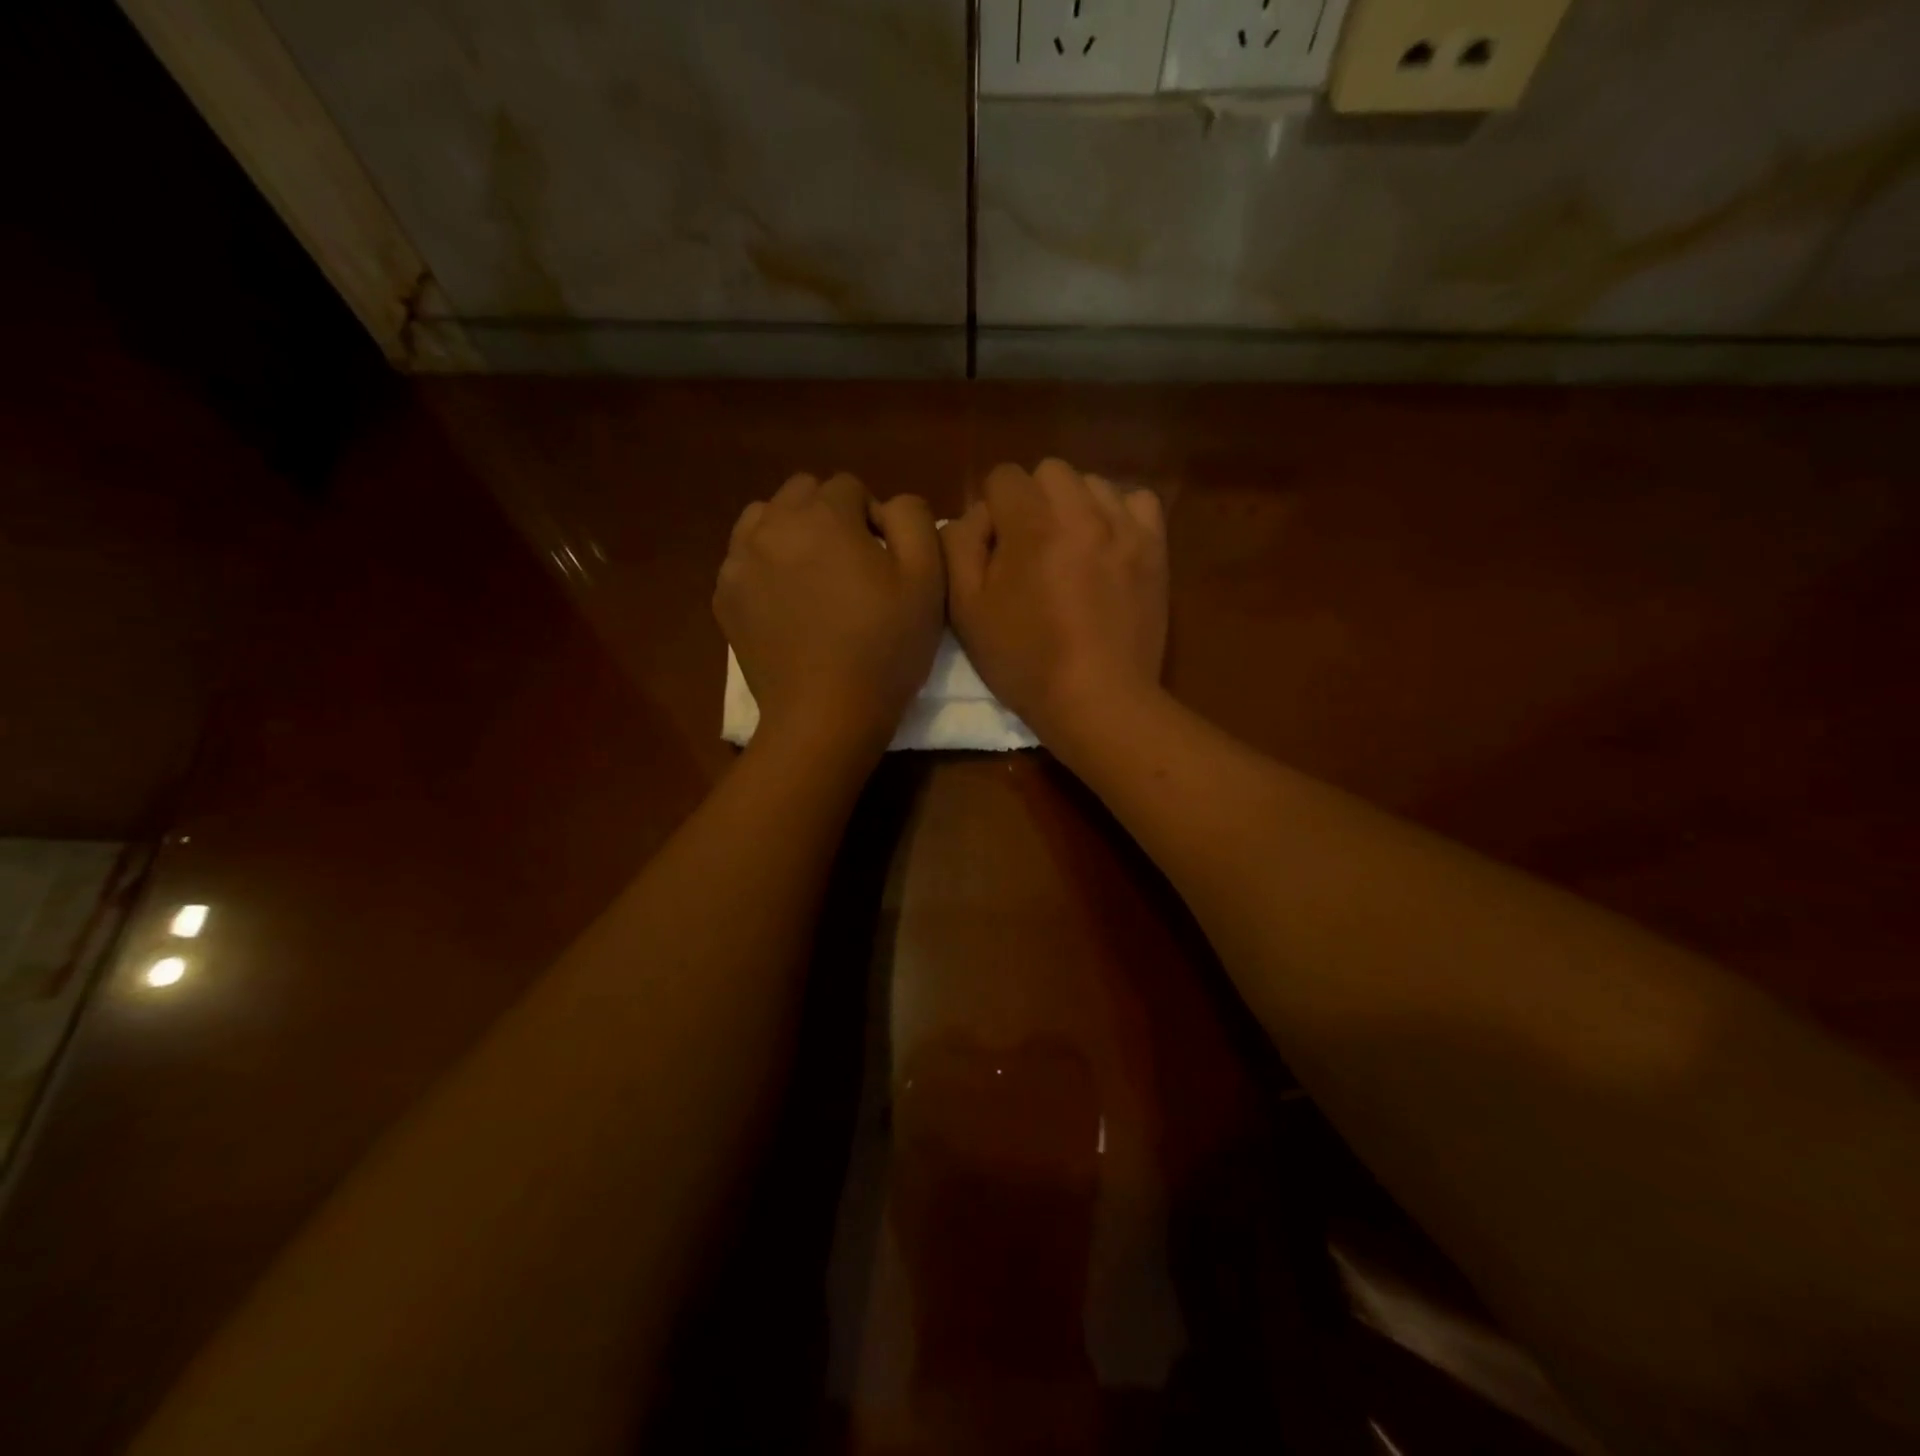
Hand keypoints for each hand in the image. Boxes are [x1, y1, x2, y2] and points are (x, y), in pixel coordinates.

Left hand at [716, 472, 944, 754]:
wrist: (825, 716)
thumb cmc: (884, 649)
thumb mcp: (927, 579)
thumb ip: (913, 519)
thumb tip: (888, 506)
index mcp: (824, 516)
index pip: (850, 486)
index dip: (873, 519)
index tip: (883, 562)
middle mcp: (773, 525)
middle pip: (802, 492)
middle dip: (829, 516)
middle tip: (849, 566)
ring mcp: (739, 561)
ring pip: (764, 518)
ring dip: (791, 532)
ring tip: (812, 576)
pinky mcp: (724, 596)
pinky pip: (743, 557)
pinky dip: (765, 565)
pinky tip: (786, 603)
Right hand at [943, 459, 1167, 747]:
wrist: (1097, 699)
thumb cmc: (1025, 661)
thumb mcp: (966, 610)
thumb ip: (960, 546)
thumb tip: (977, 516)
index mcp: (1031, 524)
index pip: (1003, 476)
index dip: (991, 510)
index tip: (995, 550)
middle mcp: (1081, 511)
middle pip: (1049, 471)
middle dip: (1033, 501)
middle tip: (1030, 549)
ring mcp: (1124, 526)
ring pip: (1092, 483)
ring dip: (1074, 506)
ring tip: (1070, 550)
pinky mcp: (1154, 547)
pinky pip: (1137, 501)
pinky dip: (1118, 513)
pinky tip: (1107, 545)